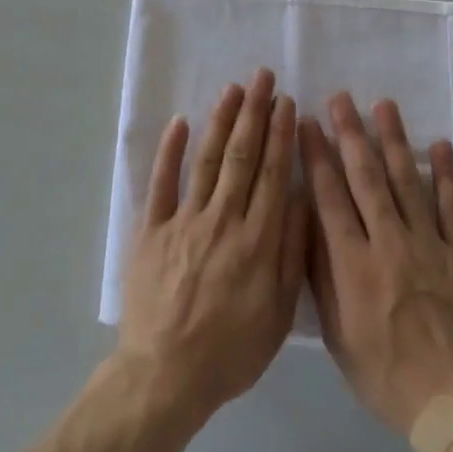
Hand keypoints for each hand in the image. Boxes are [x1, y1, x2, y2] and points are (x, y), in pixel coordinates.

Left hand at [118, 68, 308, 422]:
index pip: (273, 174)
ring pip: (207, 160)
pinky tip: (180, 123)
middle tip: (262, 77)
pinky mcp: (151, 230)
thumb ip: (291, 253)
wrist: (166, 374)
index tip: (287, 102)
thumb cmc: (230, 351)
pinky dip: (170, 151)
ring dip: (221, 121)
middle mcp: (223, 219)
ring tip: (233, 89)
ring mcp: (184, 221)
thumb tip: (300, 198)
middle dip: (255, 113)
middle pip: (242, 156)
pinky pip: (161, 183)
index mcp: (258, 240)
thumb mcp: (278, 313)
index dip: (281, 135)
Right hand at [301, 93, 452, 435]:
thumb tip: (307, 224)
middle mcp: (389, 244)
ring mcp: (430, 245)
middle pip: (366, 178)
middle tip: (340, 99)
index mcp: (353, 264)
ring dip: (394, 141)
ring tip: (383, 106)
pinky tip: (439, 145)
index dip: (316, 157)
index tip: (307, 124)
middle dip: (351, 135)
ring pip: (407, 182)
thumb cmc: (384, 373)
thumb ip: (321, 276)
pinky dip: (446, 174)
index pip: (329, 197)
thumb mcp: (336, 333)